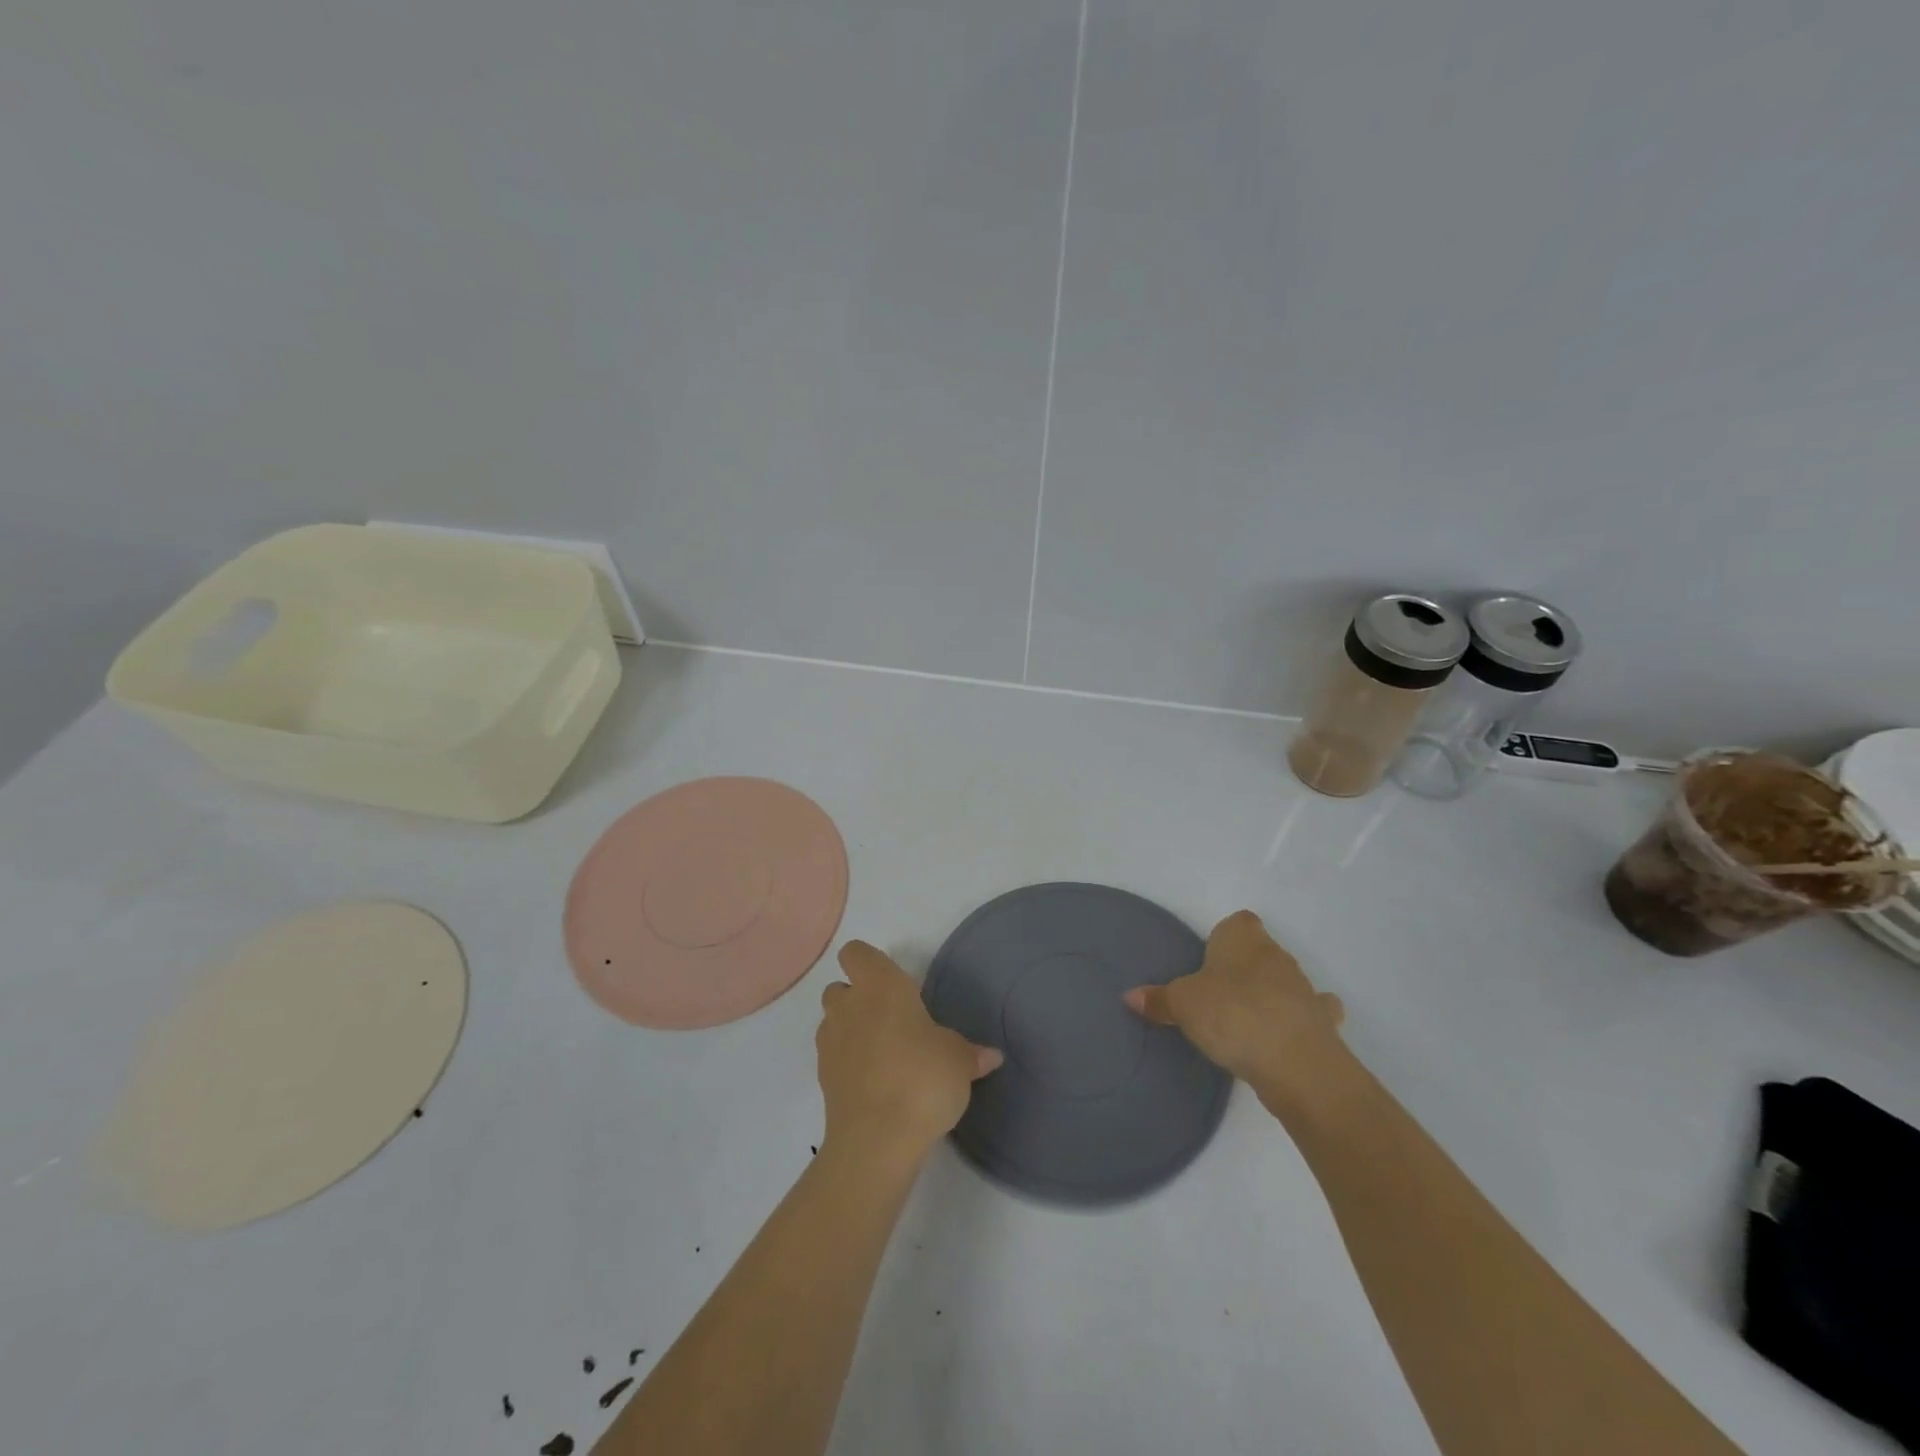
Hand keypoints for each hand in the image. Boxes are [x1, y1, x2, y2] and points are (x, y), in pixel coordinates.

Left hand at [817, 941, 1002, 1165]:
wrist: (877, 1140)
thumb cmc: (922, 1078)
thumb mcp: (959, 1061)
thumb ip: (971, 1053)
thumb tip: (990, 1056)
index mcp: (881, 985)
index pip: (856, 952)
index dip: (870, 963)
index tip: (895, 983)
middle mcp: (849, 1005)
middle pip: (840, 987)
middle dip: (859, 998)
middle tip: (893, 1020)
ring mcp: (830, 1042)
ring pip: (834, 1021)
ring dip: (851, 1030)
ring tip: (884, 1054)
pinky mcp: (823, 1078)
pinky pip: (834, 1057)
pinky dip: (849, 1063)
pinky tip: (876, 1083)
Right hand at [1124, 910, 1344, 1099]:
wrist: (1296, 1064)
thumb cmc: (1233, 1015)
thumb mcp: (1183, 1006)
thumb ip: (1159, 999)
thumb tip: (1130, 996)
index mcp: (1243, 939)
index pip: (1238, 922)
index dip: (1225, 937)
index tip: (1209, 960)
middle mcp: (1278, 955)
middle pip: (1259, 952)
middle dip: (1243, 969)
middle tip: (1217, 996)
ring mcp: (1305, 989)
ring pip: (1284, 982)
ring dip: (1270, 996)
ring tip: (1245, 1023)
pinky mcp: (1322, 1023)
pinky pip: (1308, 1015)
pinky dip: (1296, 1023)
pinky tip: (1281, 1040)